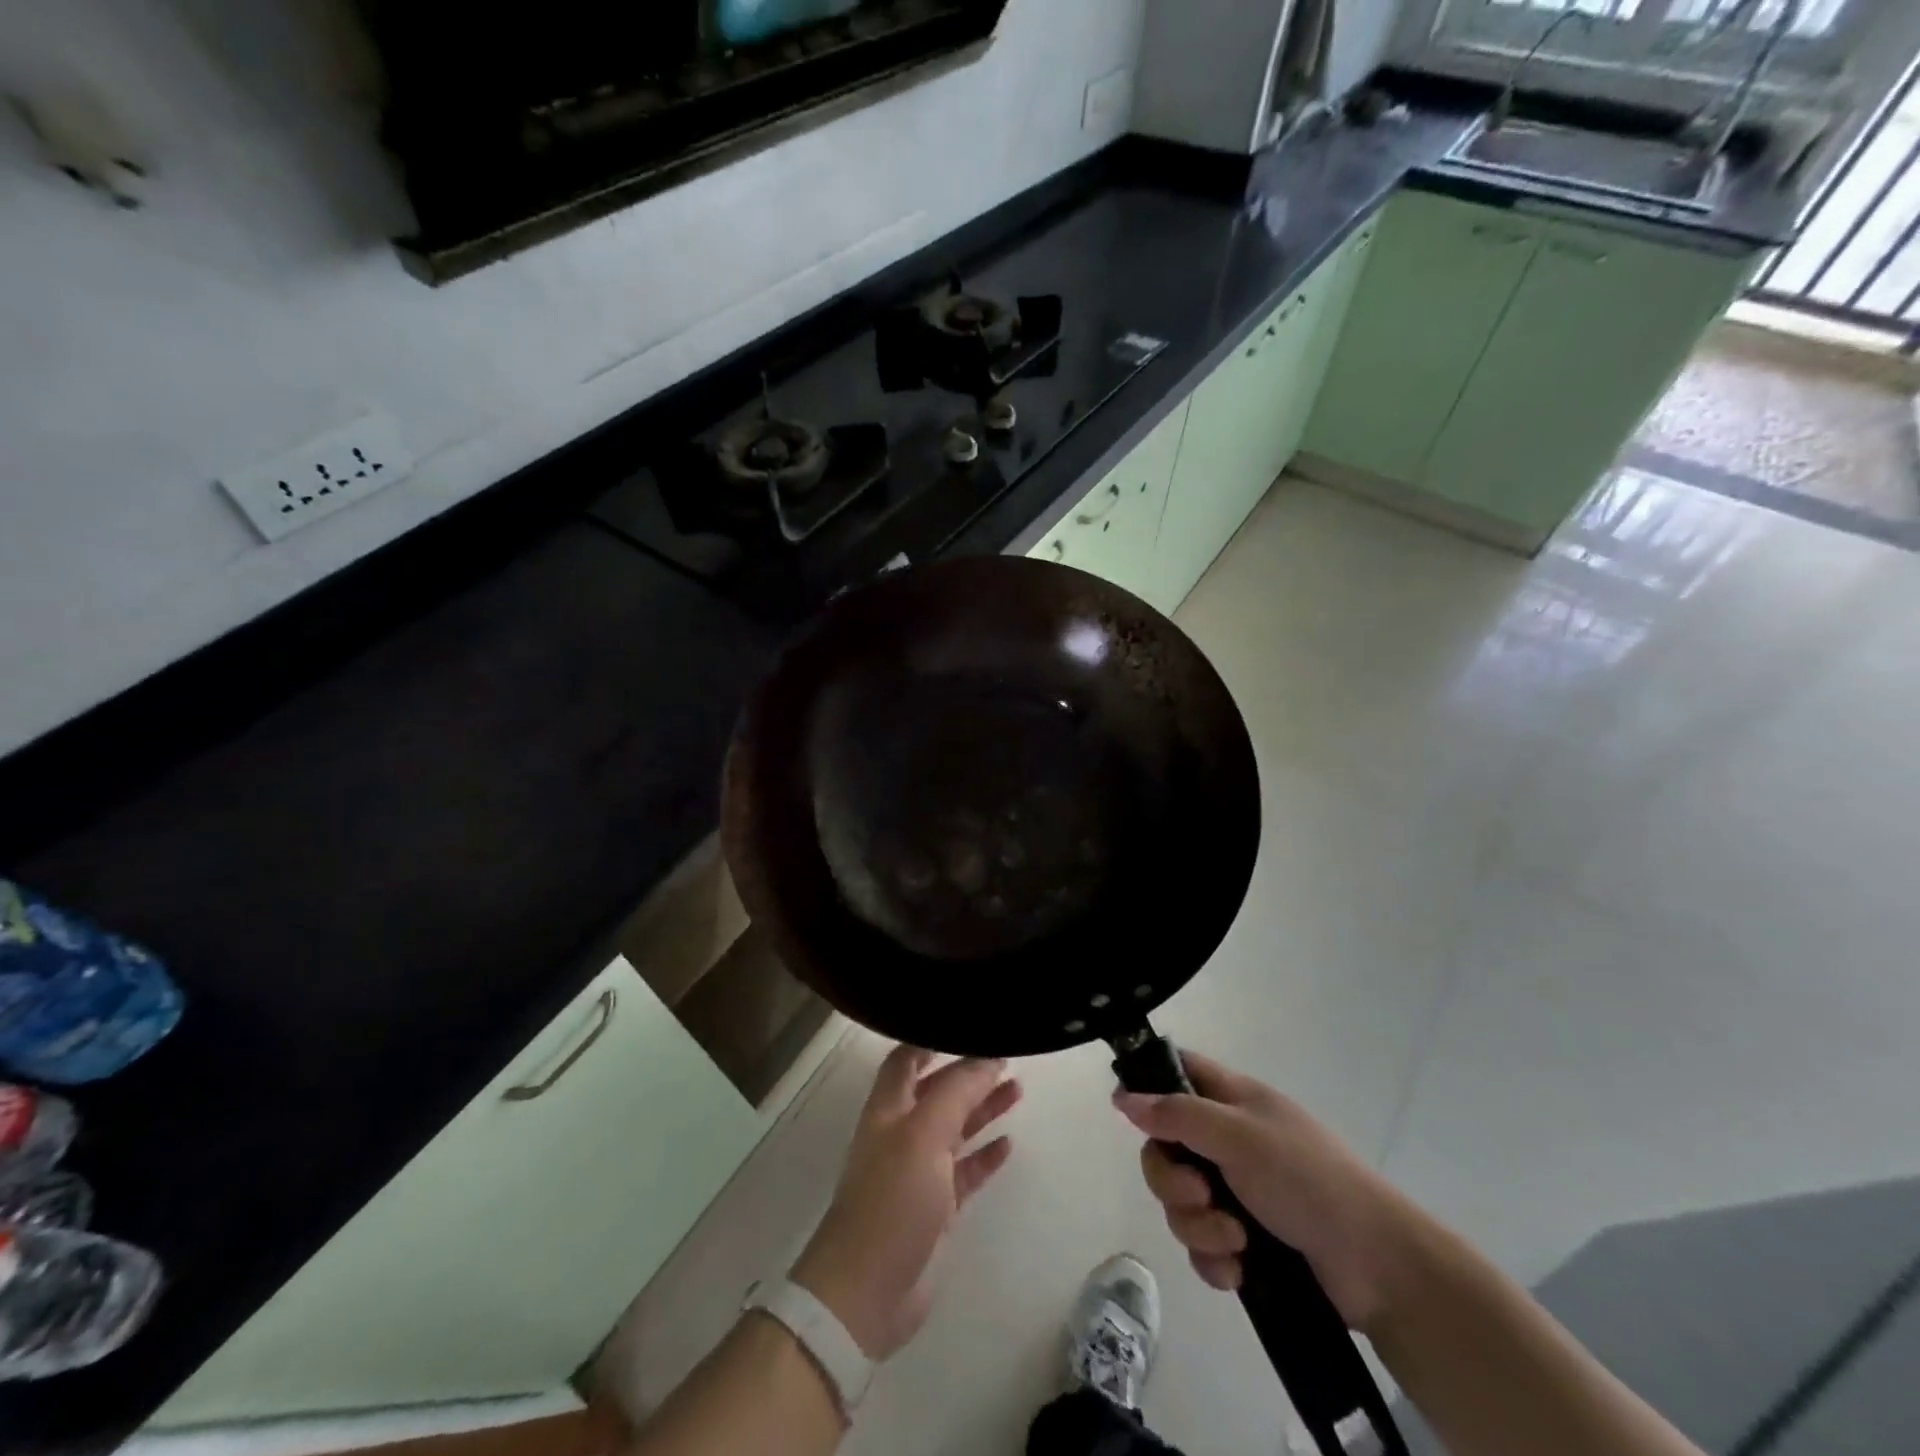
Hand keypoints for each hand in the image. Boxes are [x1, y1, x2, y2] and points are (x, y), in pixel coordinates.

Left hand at [791, 1047, 1020, 1361]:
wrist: (868, 1292)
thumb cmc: (892, 1199)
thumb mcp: (924, 1134)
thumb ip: (956, 1092)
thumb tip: (987, 1056)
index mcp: (889, 1108)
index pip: (906, 1059)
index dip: (931, 1040)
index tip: (967, 1026)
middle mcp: (902, 1133)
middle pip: (937, 1091)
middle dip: (967, 1073)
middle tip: (1006, 1057)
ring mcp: (918, 1171)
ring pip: (955, 1128)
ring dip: (982, 1108)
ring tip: (1017, 1089)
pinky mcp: (935, 1208)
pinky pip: (964, 1171)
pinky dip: (984, 1155)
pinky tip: (1008, 1144)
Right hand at [1114, 1051, 1420, 1332]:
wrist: (1377, 1266)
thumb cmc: (1306, 1179)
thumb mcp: (1239, 1136)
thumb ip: (1177, 1115)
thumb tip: (1123, 1097)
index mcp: (1231, 1100)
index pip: (1176, 1071)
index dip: (1146, 1084)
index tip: (1128, 1114)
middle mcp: (1228, 1141)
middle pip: (1165, 1148)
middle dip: (1172, 1180)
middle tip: (1200, 1193)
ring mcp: (1236, 1192)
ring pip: (1180, 1202)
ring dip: (1198, 1226)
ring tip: (1234, 1239)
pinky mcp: (1245, 1241)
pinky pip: (1201, 1245)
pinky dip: (1214, 1258)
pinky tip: (1239, 1270)